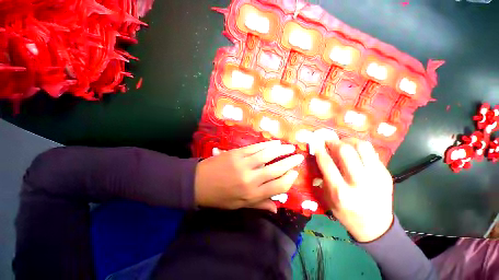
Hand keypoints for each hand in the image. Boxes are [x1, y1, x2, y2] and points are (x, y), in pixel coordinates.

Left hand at [194, 140, 303, 212]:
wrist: (199, 183)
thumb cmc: (220, 197)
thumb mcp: (239, 205)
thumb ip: (259, 204)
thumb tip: (277, 208)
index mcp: (252, 194)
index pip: (278, 186)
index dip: (289, 179)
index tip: (295, 173)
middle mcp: (251, 179)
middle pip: (276, 169)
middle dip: (289, 162)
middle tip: (298, 157)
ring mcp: (244, 164)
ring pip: (267, 155)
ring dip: (281, 150)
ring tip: (290, 147)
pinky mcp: (238, 153)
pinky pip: (256, 148)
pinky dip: (267, 145)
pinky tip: (275, 143)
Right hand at [315, 137, 393, 241]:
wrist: (376, 227)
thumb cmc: (346, 213)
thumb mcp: (329, 198)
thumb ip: (325, 177)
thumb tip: (322, 156)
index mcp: (341, 192)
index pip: (327, 164)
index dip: (320, 150)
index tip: (316, 143)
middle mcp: (359, 183)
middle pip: (346, 152)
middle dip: (334, 142)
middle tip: (329, 140)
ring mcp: (376, 177)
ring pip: (363, 147)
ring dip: (349, 141)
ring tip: (343, 142)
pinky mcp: (386, 174)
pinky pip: (371, 152)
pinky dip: (360, 147)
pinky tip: (354, 151)